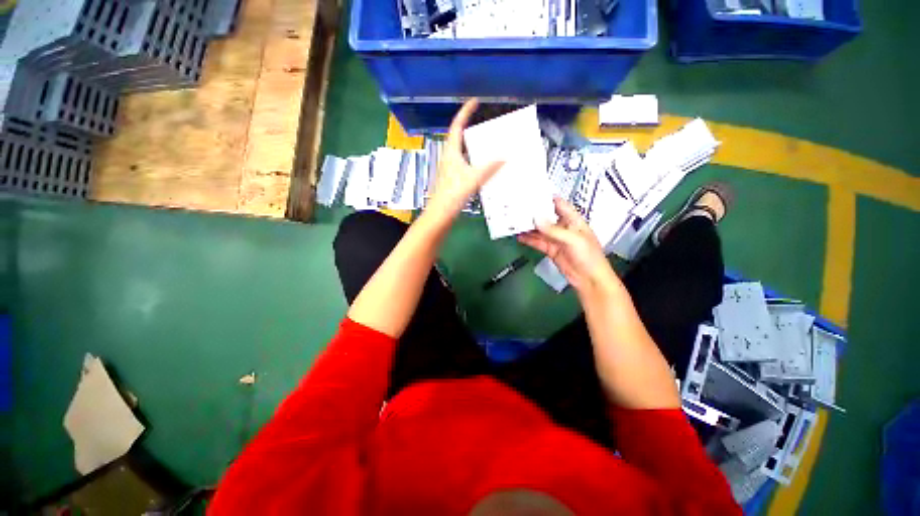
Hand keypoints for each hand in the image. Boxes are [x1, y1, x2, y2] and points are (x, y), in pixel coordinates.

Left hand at [424, 99, 503, 224]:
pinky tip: (481, 167)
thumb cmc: (453, 194)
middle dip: (469, 127)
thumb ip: (489, 167)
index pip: (457, 126)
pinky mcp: (451, 179)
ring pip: (460, 151)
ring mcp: (448, 168)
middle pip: (458, 137)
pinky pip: (463, 163)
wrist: (440, 214)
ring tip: (486, 143)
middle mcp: (448, 157)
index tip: (474, 102)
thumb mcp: (473, 179)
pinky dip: (472, 159)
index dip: (465, 112)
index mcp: (451, 152)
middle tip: (484, 124)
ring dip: (471, 145)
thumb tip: (505, 156)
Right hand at [518, 197, 620, 296]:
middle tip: (518, 207)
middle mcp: (564, 228)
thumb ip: (554, 230)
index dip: (547, 197)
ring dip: (529, 227)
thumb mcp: (573, 240)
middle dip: (534, 213)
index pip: (560, 205)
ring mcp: (556, 239)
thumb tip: (536, 219)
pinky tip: (519, 236)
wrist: (589, 279)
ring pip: (540, 230)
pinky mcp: (551, 250)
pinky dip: (529, 239)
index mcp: (574, 221)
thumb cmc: (588, 256)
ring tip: (515, 221)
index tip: (532, 192)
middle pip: (547, 217)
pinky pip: (538, 242)